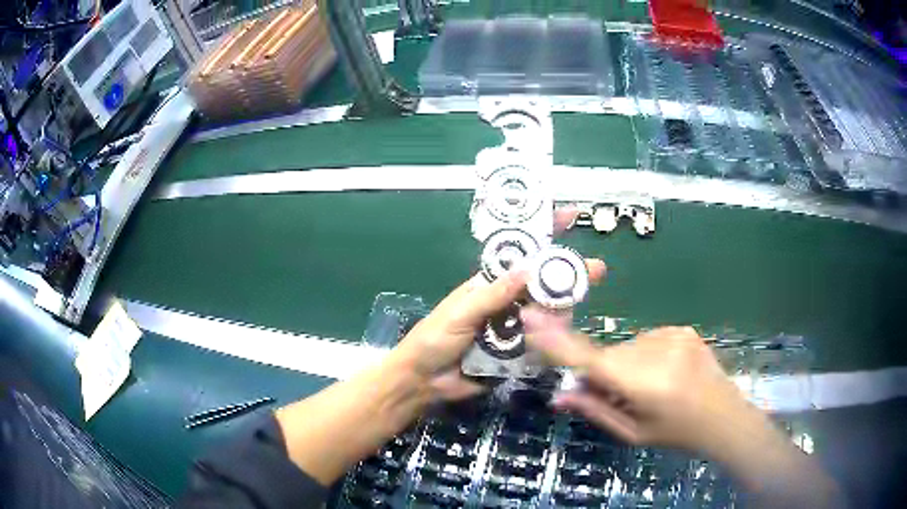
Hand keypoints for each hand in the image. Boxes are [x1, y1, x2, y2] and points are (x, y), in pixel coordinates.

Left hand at [392, 207, 605, 400]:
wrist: (424, 380)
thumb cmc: (434, 338)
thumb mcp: (460, 312)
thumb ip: (492, 295)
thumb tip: (527, 269)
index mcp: (490, 283)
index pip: (521, 254)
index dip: (544, 234)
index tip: (569, 216)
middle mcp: (507, 301)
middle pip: (543, 284)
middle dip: (568, 275)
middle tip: (597, 271)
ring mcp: (514, 327)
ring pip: (547, 313)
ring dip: (560, 310)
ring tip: (565, 316)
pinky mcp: (517, 353)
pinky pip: (541, 342)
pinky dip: (550, 339)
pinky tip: (557, 341)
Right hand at [521, 314, 751, 451]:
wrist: (724, 416)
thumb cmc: (676, 433)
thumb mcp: (633, 432)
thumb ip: (595, 410)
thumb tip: (558, 396)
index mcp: (645, 385)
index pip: (592, 361)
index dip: (559, 342)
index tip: (532, 321)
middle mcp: (657, 352)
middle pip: (608, 354)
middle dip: (602, 372)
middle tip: (616, 396)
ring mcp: (673, 335)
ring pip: (626, 347)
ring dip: (624, 365)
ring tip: (648, 387)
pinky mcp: (682, 328)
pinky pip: (646, 340)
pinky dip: (643, 356)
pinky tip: (664, 373)